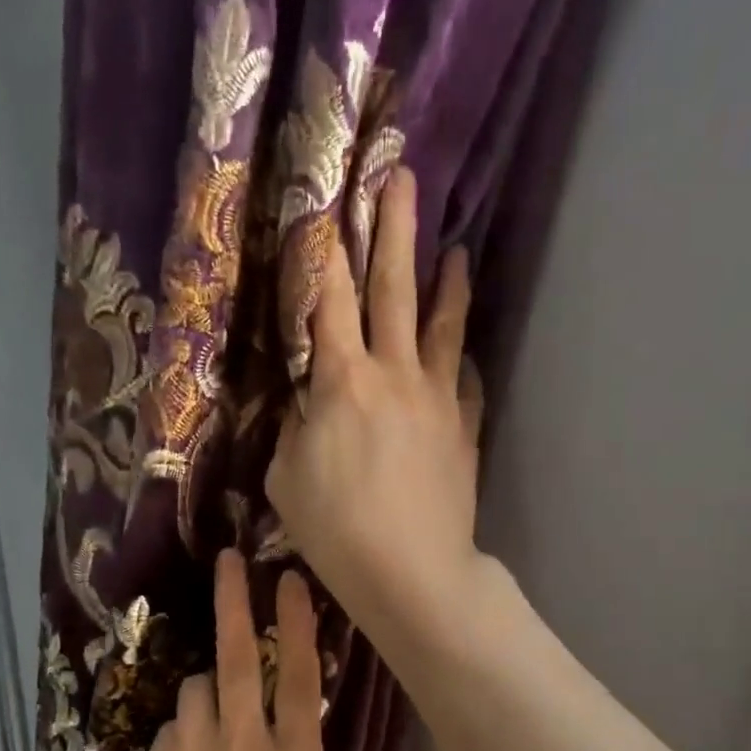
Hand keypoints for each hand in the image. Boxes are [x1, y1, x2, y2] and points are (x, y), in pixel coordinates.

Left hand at [132, 550, 324, 750]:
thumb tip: (276, 725)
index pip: (298, 674)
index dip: (296, 621)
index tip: (289, 579)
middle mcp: (245, 746)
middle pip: (238, 657)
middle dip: (234, 601)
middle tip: (229, 562)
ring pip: (195, 689)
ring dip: (205, 692)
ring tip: (210, 723)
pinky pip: (171, 731)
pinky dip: (181, 735)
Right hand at [266, 168, 483, 649]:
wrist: (411, 571)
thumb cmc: (335, 531)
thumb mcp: (286, 479)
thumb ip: (295, 429)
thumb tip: (307, 403)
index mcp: (340, 382)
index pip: (326, 299)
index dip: (323, 248)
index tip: (325, 201)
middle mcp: (392, 373)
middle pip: (394, 289)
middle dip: (394, 231)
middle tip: (401, 179)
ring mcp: (436, 398)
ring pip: (442, 326)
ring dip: (446, 283)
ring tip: (456, 251)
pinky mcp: (463, 427)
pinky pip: (463, 380)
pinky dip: (460, 359)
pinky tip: (461, 351)